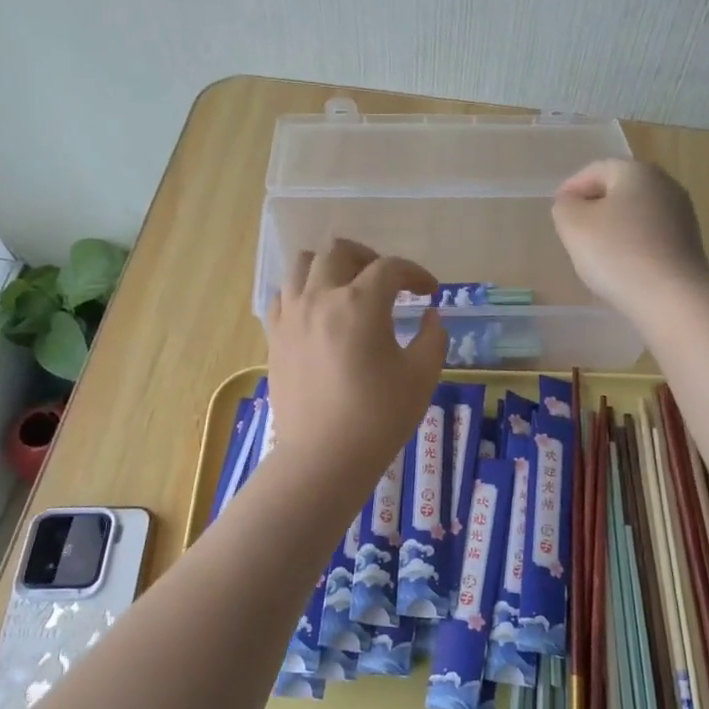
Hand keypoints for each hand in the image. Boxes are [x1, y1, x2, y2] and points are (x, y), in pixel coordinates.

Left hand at [266, 239, 446, 486]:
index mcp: (360, 304)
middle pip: (340, 251)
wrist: (324, 457)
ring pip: (303, 264)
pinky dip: (303, 291)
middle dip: (370, 259)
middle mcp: (320, 298)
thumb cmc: (379, 417)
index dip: (416, 274)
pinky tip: (318, 312)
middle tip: (389, 283)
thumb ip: (433, 337)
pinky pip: (283, 295)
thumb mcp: (422, 376)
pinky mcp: (275, 336)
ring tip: (349, 288)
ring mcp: (291, 315)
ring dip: (332, 267)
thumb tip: (429, 316)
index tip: (430, 292)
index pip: (391, 268)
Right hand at [552, 159, 708, 321]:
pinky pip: (651, 237)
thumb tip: (572, 204)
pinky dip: (633, 245)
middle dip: (595, 206)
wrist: (672, 298)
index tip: (557, 209)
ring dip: (615, 227)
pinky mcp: (689, 245)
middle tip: (574, 230)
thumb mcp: (573, 225)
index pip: (596, 169)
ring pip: (637, 214)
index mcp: (637, 171)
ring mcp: (682, 215)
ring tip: (595, 253)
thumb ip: (565, 207)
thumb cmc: (617, 254)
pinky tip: (622, 267)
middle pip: (620, 190)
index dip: (571, 187)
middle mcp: (665, 185)